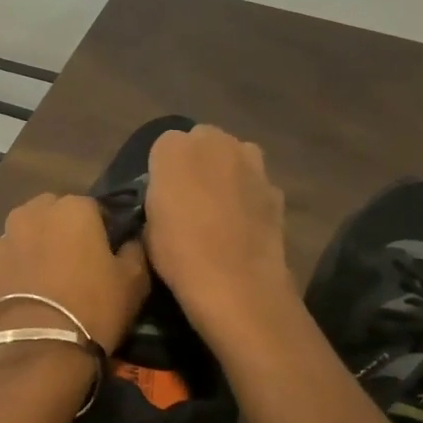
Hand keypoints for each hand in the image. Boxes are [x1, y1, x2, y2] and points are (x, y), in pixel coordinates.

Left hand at [0, 194, 149, 354]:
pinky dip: (8, 276)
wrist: (40, 354)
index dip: (100, 228)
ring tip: (41, 282)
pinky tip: (18, 300)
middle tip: (71, 263)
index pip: (91, 207)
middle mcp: (29, 215)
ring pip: (18, 237)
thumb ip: (134, 250)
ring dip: (29, 249)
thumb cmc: (94, 310)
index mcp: (71, 209)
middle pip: (48, 214)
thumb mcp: (134, 281)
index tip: (104, 252)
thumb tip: (129, 241)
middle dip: (59, 230)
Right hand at [144, 125, 291, 331]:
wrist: (236, 281)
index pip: (164, 145)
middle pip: (203, 142)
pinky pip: (255, 184)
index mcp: (173, 148)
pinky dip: (249, 196)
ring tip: (219, 210)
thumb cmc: (178, 253)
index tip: (163, 195)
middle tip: (191, 198)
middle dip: (197, 162)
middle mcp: (215, 142)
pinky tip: (242, 226)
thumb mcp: (147, 225)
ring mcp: (251, 162)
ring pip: (234, 157)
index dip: (164, 170)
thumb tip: (168, 197)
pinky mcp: (275, 186)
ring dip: (226, 173)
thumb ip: (158, 196)